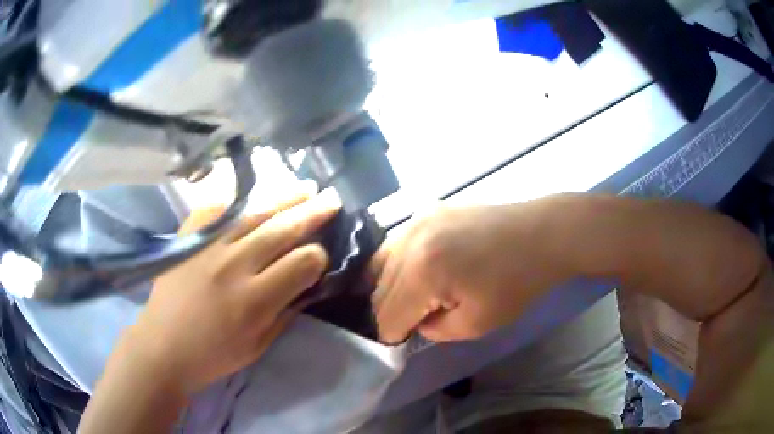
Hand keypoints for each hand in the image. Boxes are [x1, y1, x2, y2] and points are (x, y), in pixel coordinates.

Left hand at [121, 189, 340, 394]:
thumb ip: (288, 310)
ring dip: (285, 197)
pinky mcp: (189, 237)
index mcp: (255, 301)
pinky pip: (219, 208)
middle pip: (283, 228)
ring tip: (305, 187)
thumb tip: (309, 280)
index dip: (319, 257)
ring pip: (255, 212)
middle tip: (332, 199)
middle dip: (313, 212)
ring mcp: (208, 246)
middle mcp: (234, 266)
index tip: (320, 257)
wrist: (163, 346)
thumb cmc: (214, 354)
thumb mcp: (260, 344)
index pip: (303, 262)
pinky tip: (256, 196)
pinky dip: (240, 201)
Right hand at [372, 200, 569, 343]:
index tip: (402, 343)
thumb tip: (416, 321)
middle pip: (378, 289)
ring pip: (380, 264)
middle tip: (409, 325)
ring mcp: (416, 220)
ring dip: (390, 289)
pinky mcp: (427, 210)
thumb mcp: (476, 324)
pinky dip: (399, 264)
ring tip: (411, 300)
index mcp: (422, 272)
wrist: (542, 235)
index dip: (392, 336)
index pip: (387, 314)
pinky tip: (415, 272)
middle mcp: (409, 240)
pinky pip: (397, 244)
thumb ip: (434, 329)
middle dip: (389, 314)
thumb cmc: (517, 284)